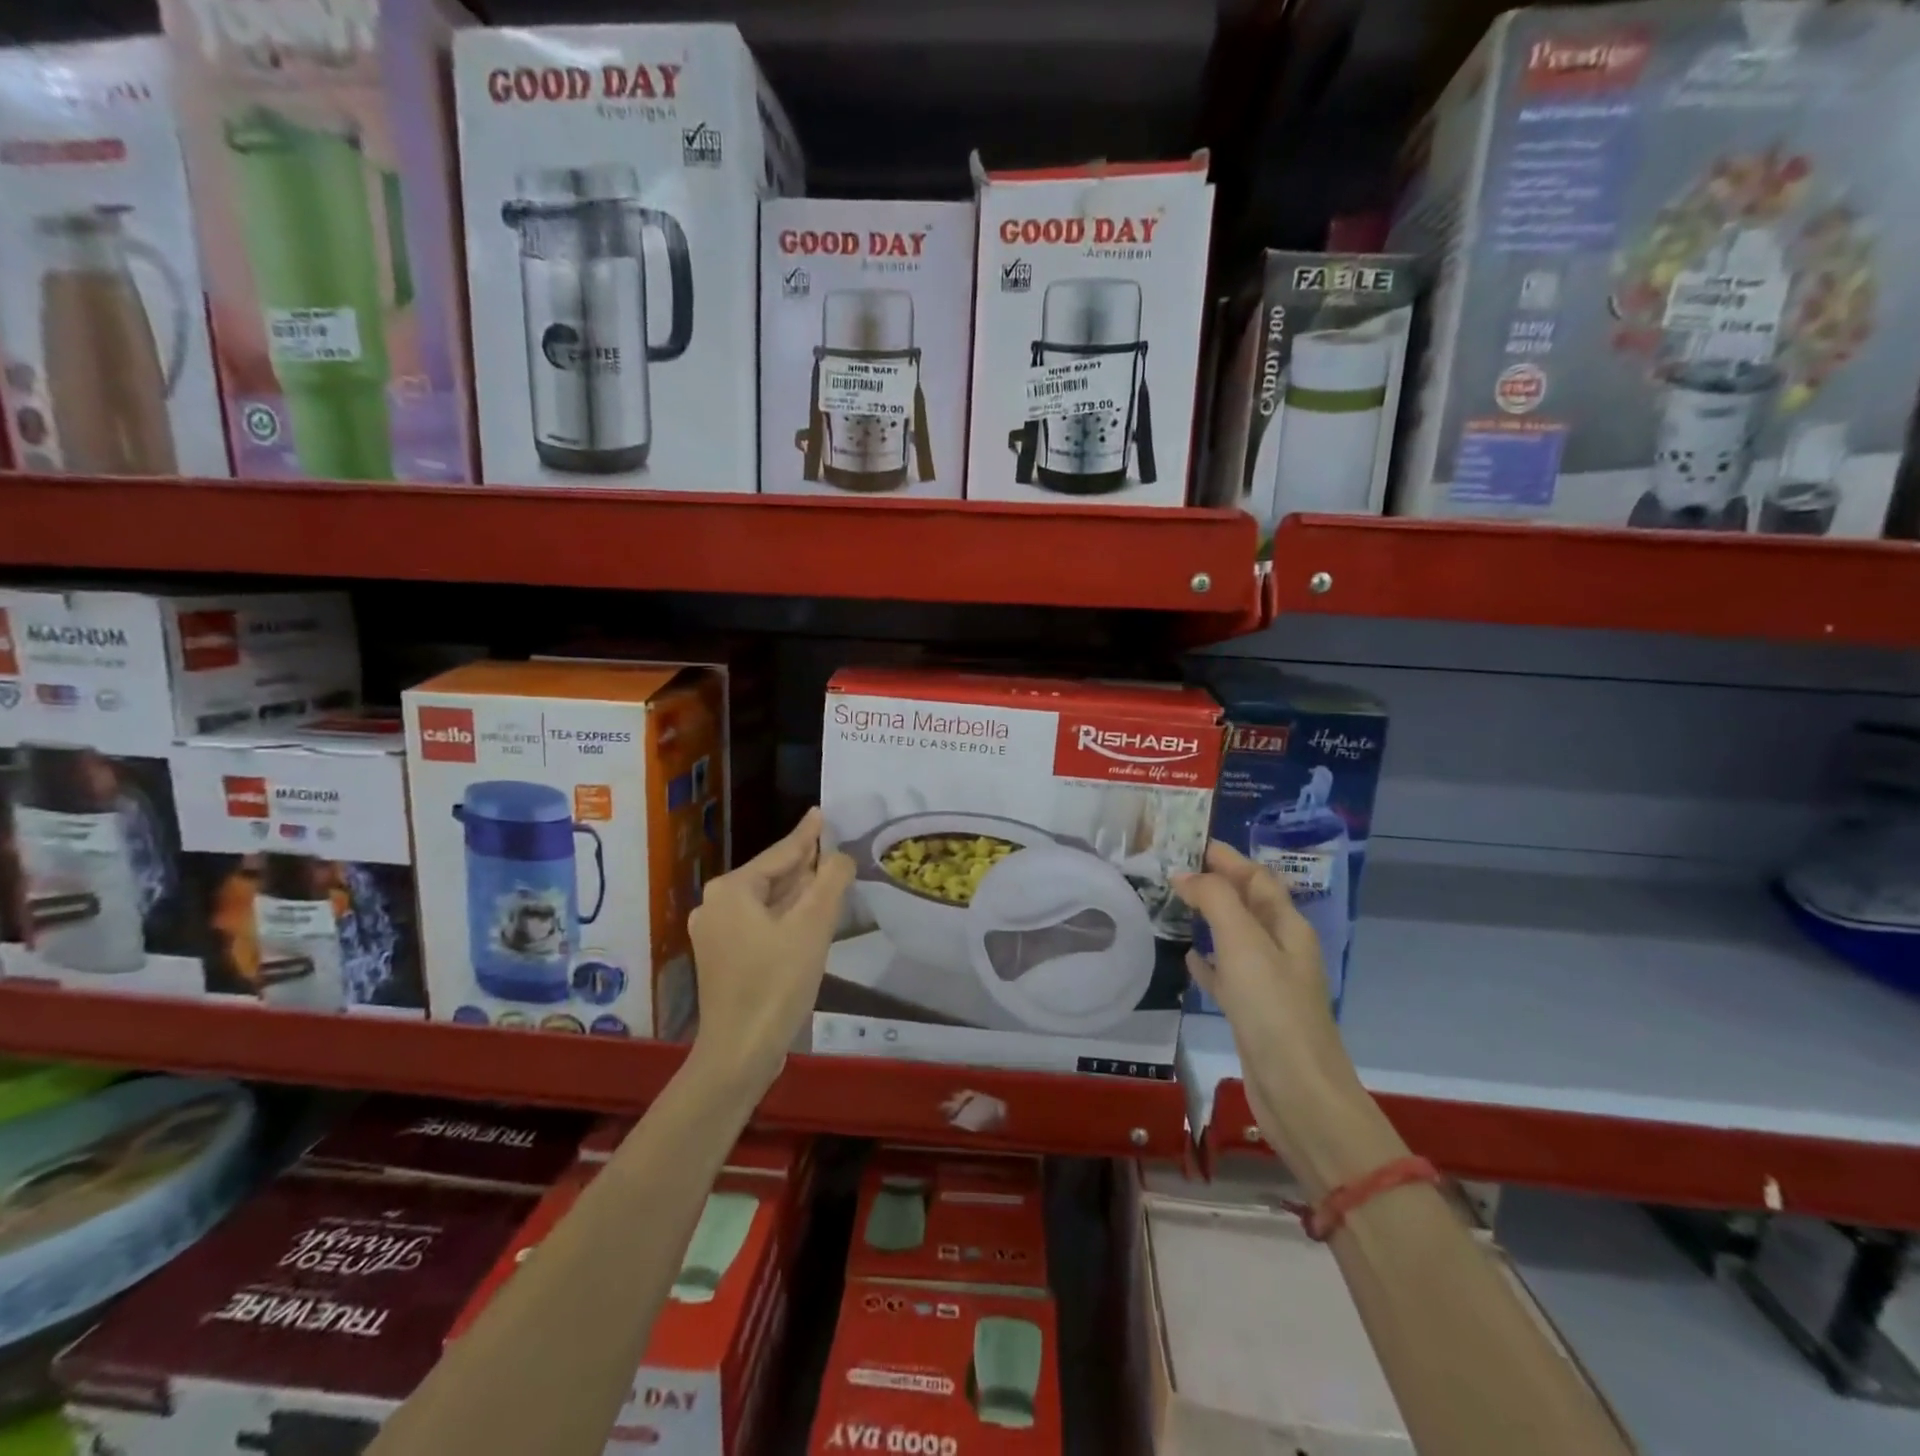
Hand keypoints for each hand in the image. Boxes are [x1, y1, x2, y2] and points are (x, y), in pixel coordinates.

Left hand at [687, 808, 854, 1097]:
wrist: (740, 1052)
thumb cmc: (777, 982)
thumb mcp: (813, 926)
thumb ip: (831, 881)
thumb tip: (840, 856)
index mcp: (731, 890)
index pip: (779, 854)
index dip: (807, 835)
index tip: (821, 813)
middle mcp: (715, 905)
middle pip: (769, 875)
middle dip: (802, 863)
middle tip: (830, 844)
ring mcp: (714, 934)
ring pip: (765, 901)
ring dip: (796, 891)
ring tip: (824, 873)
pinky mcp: (722, 959)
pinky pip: (758, 923)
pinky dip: (784, 915)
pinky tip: (806, 915)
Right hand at [1174, 842, 1390, 1195]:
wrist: (1297, 1091)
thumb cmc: (1273, 1009)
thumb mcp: (1244, 943)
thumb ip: (1215, 900)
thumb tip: (1187, 874)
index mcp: (1288, 927)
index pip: (1258, 878)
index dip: (1229, 858)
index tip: (1194, 841)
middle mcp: (1281, 949)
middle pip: (1249, 904)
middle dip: (1219, 883)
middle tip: (1177, 867)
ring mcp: (1268, 983)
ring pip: (1235, 937)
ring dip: (1211, 917)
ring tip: (1177, 903)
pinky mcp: (1252, 1012)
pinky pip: (1226, 974)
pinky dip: (1208, 961)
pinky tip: (1188, 957)